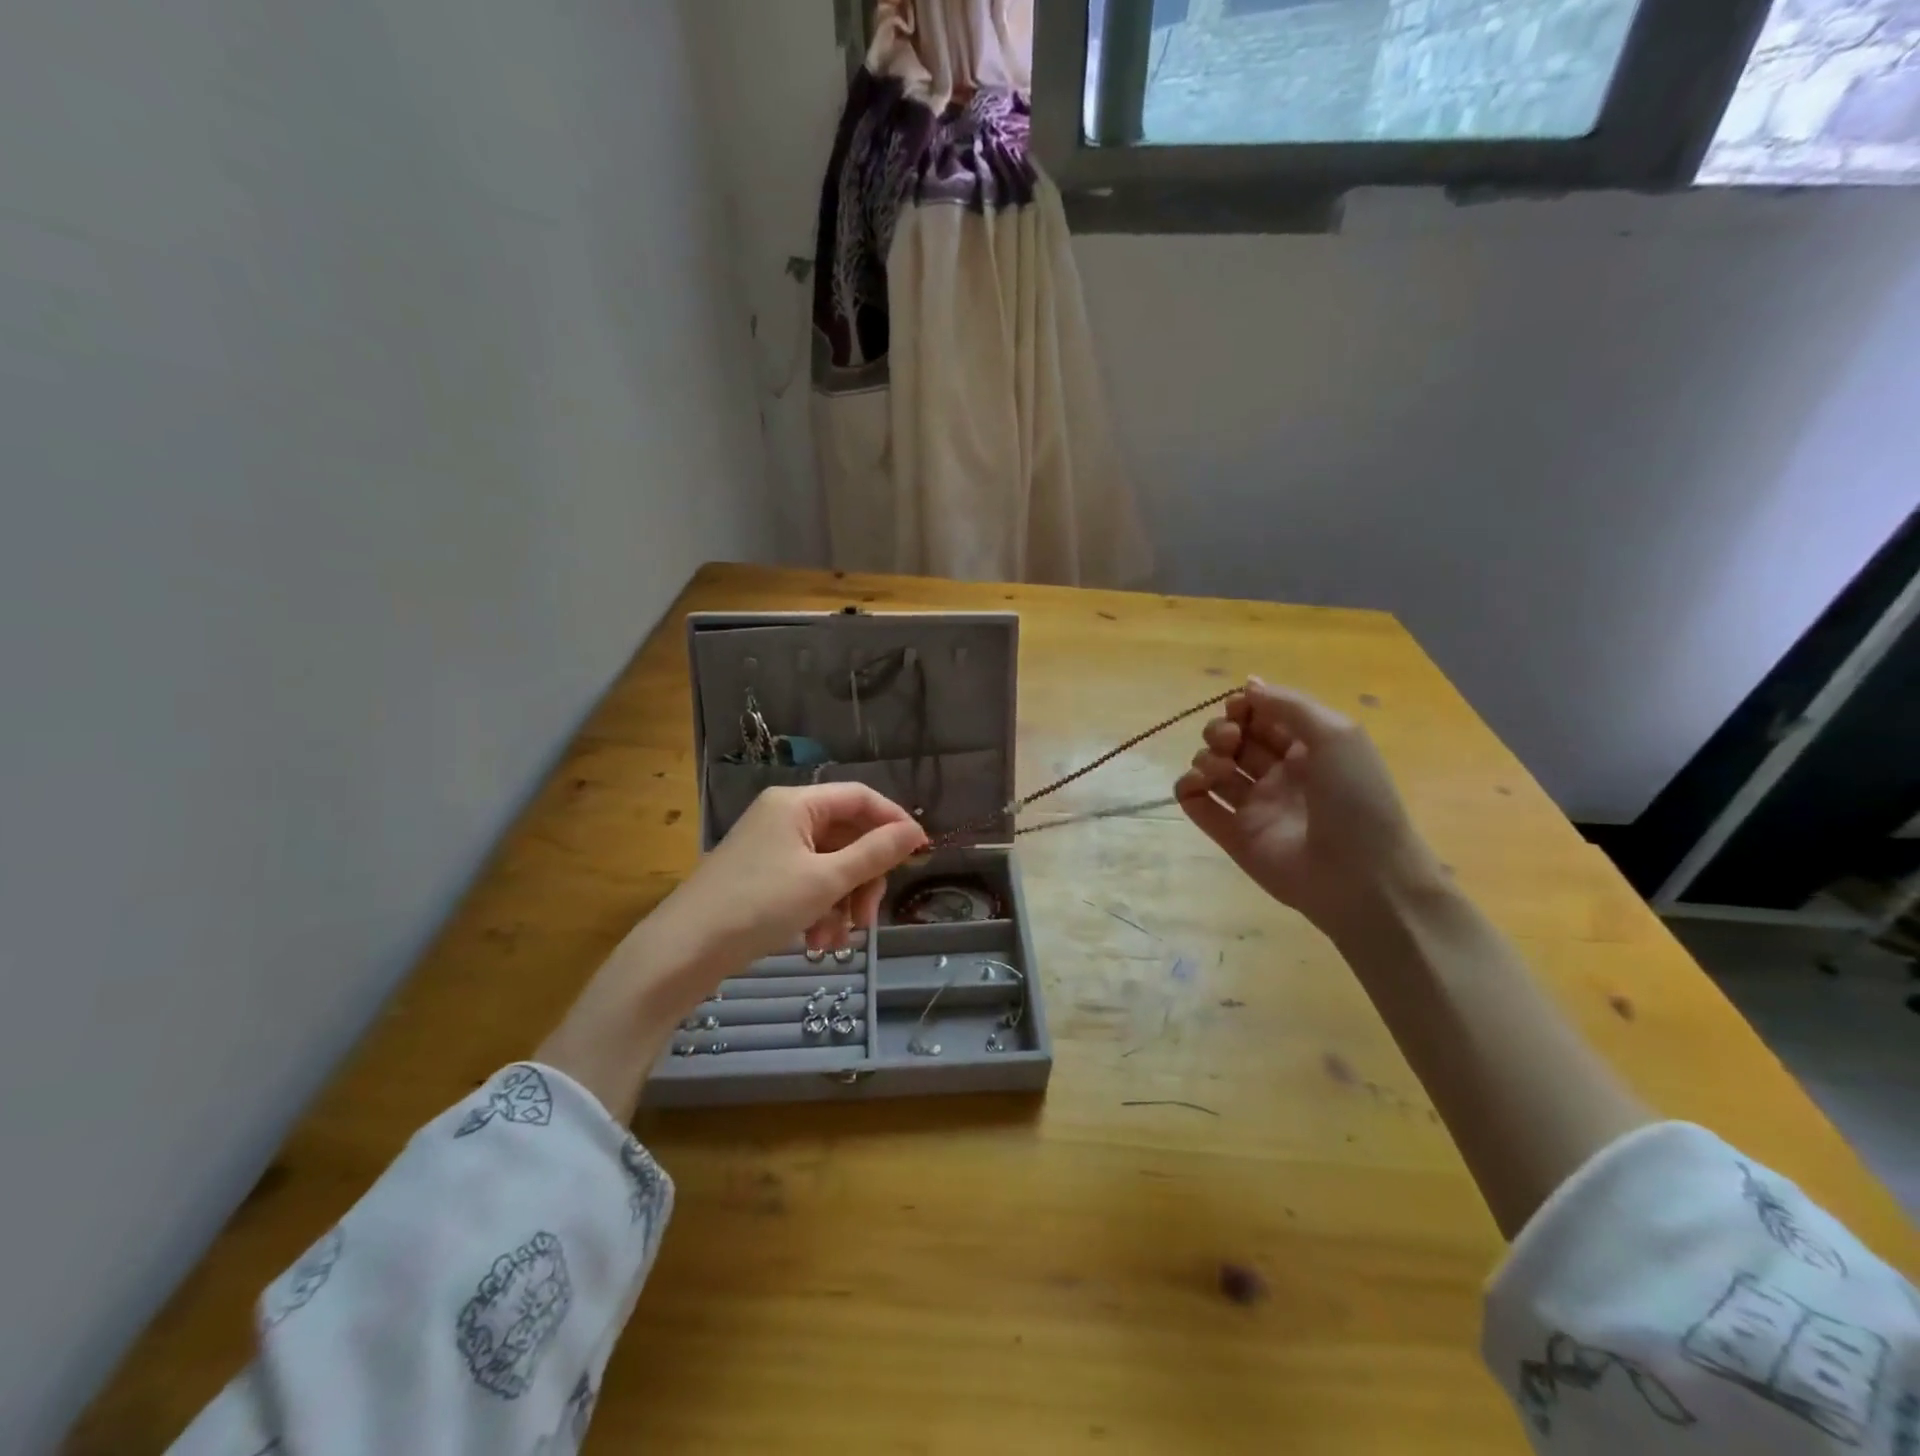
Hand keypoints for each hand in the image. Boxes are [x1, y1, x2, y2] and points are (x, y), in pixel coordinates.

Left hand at [536, 783, 926, 1121]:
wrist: (682, 951)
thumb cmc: (758, 905)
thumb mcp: (825, 880)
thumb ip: (875, 853)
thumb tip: (916, 832)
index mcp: (797, 803)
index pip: (861, 798)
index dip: (894, 823)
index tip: (920, 855)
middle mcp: (784, 817)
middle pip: (847, 835)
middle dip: (864, 877)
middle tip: (871, 917)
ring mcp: (770, 847)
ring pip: (829, 865)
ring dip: (843, 901)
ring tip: (837, 940)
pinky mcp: (761, 876)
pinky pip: (807, 882)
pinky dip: (820, 908)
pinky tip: (817, 940)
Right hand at [1174, 679, 1444, 940]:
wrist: (1362, 876)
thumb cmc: (1356, 798)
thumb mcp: (1337, 734)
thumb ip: (1289, 705)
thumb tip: (1247, 685)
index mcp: (1308, 750)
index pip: (1264, 718)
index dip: (1245, 708)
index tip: (1237, 708)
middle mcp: (1279, 776)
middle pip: (1234, 741)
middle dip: (1221, 731)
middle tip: (1229, 740)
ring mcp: (1255, 807)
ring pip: (1213, 770)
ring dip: (1205, 758)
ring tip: (1217, 769)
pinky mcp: (1233, 837)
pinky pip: (1198, 805)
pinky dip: (1187, 789)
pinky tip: (1195, 786)